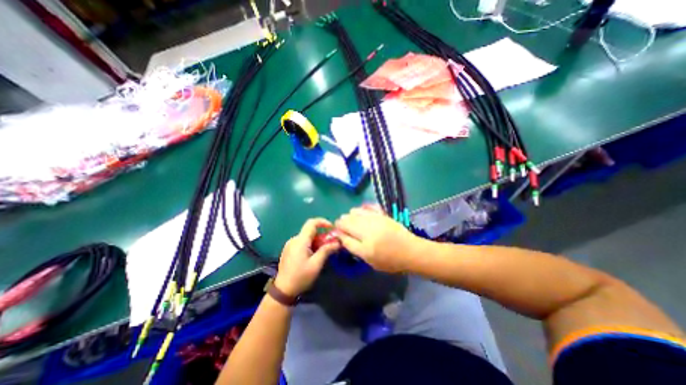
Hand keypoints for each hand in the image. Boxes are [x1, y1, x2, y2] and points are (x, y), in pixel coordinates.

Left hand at [275, 217, 340, 295]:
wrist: (283, 290)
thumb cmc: (301, 277)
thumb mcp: (316, 264)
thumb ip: (326, 250)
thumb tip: (337, 242)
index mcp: (300, 241)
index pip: (312, 223)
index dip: (323, 222)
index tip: (332, 228)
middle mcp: (294, 239)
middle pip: (310, 231)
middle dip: (322, 235)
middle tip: (331, 244)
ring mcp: (290, 244)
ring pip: (307, 237)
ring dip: (317, 241)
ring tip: (323, 252)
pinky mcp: (289, 250)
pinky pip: (302, 242)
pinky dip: (310, 245)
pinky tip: (314, 255)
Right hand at [335, 206, 418, 271]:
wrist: (410, 251)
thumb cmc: (390, 260)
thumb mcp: (369, 259)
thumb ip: (353, 246)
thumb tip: (340, 235)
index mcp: (365, 243)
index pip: (343, 233)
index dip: (338, 231)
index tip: (338, 233)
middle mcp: (368, 228)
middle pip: (347, 220)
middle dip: (342, 223)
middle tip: (346, 229)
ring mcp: (375, 218)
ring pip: (354, 212)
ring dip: (350, 216)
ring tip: (354, 223)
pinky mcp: (382, 213)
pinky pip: (366, 207)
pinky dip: (361, 210)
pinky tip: (363, 215)